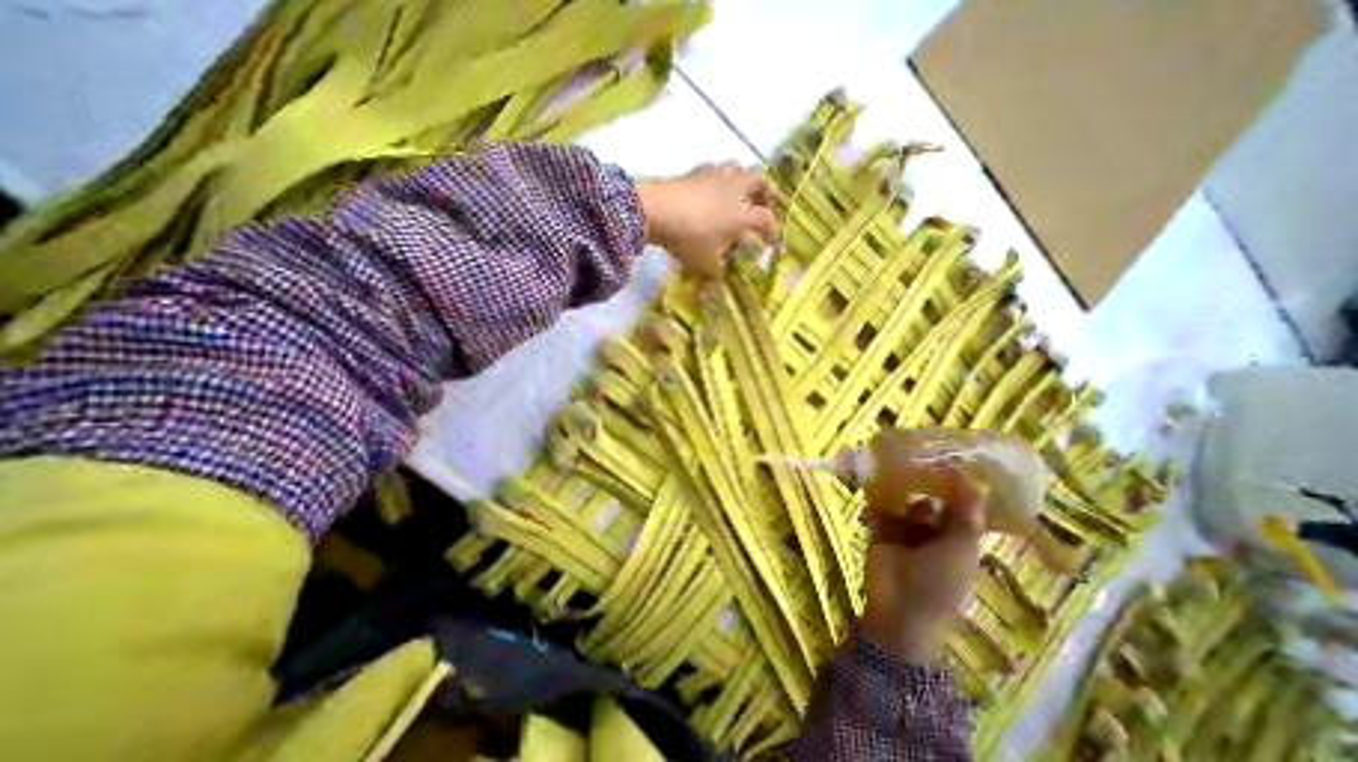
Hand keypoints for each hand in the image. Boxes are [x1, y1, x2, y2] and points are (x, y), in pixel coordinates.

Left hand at [635, 160, 772, 277]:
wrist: (657, 210)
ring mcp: (715, 176)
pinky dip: (716, 178)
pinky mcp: (694, 171)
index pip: (766, 219)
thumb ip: (717, 272)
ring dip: (741, 180)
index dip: (772, 229)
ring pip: (737, 168)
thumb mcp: (706, 265)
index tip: (771, 240)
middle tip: (761, 204)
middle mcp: (735, 190)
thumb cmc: (689, 239)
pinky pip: (713, 169)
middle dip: (765, 192)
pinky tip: (708, 189)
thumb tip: (719, 277)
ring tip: (735, 193)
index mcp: (743, 215)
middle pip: (760, 180)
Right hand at [858, 464, 988, 660]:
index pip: (961, 505)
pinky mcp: (880, 530)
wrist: (900, 608)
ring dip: (900, 486)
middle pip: (930, 499)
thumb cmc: (941, 581)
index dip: (958, 483)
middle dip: (925, 480)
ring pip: (904, 501)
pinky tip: (875, 478)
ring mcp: (905, 531)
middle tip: (918, 452)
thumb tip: (975, 476)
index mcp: (958, 538)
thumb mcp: (961, 547)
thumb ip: (966, 512)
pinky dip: (878, 496)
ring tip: (894, 460)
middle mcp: (933, 531)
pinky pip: (880, 508)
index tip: (951, 455)